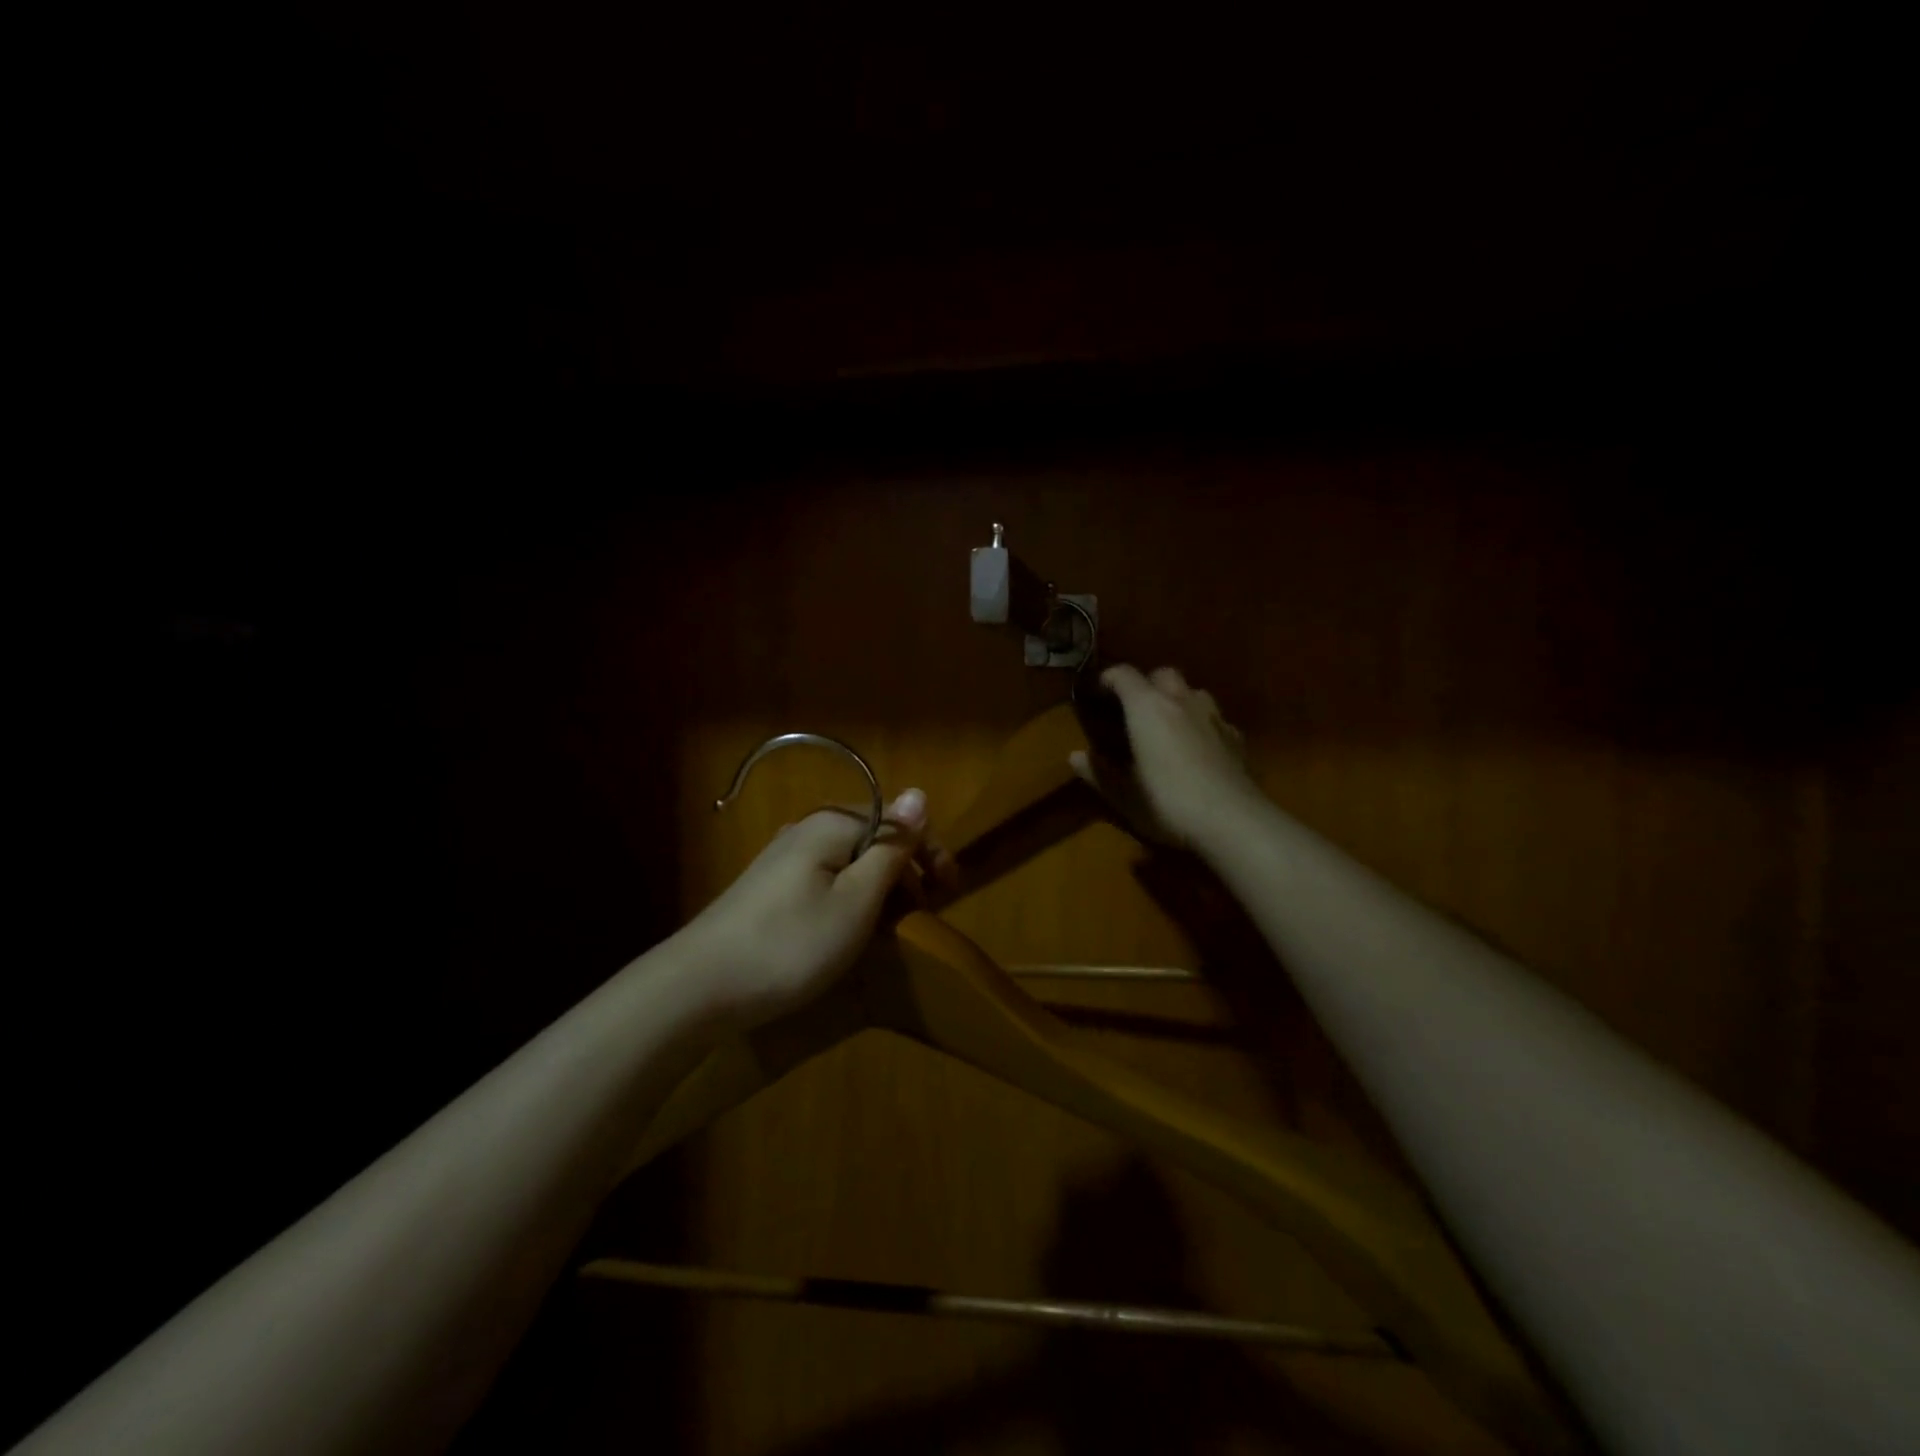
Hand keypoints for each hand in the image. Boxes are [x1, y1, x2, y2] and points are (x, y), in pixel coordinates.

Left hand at [678, 788, 954, 1029]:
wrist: (699, 987)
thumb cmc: (791, 944)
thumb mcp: (857, 901)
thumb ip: (891, 847)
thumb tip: (919, 792)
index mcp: (831, 825)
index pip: (897, 821)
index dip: (930, 852)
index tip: (951, 893)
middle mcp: (807, 831)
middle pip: (873, 839)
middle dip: (907, 872)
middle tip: (925, 916)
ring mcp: (784, 859)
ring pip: (851, 863)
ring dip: (881, 889)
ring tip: (895, 928)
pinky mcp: (770, 888)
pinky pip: (827, 880)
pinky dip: (852, 900)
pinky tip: (852, 930)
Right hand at [1070, 665, 1262, 850]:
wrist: (1232, 820)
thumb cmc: (1167, 803)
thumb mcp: (1123, 794)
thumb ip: (1098, 772)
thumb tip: (1074, 756)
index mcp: (1147, 707)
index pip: (1123, 674)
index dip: (1107, 679)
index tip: (1097, 694)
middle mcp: (1181, 700)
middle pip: (1162, 674)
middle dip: (1147, 684)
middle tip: (1135, 710)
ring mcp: (1214, 716)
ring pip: (1193, 691)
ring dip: (1178, 700)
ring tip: (1168, 725)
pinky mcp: (1237, 736)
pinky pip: (1214, 718)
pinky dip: (1202, 724)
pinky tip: (1199, 748)